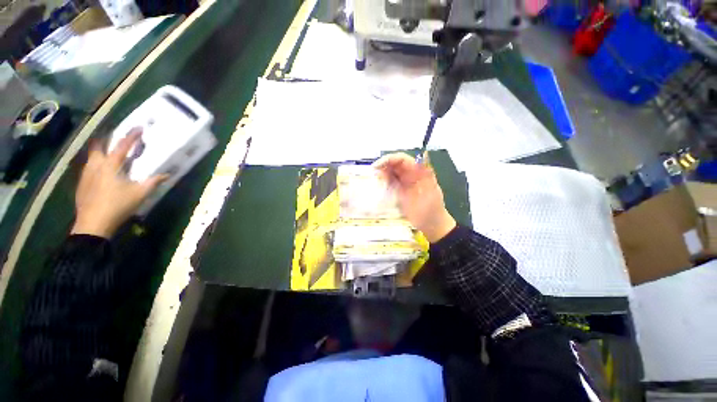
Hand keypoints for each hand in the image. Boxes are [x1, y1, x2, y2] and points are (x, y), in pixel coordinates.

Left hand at [71, 128, 166, 238]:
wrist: (93, 224)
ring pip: (91, 157)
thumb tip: (166, 175)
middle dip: (106, 140)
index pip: (123, 146)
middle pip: (98, 147)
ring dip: (99, 152)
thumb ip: (153, 182)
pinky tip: (99, 172)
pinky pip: (88, 168)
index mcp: (111, 166)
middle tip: (114, 138)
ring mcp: (86, 175)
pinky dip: (94, 165)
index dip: (131, 136)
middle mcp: (96, 166)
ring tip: (107, 154)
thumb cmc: (118, 205)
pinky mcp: (82, 184)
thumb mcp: (140, 194)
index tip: (139, 127)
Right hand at [374, 152, 455, 242]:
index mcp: (419, 173)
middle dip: (383, 166)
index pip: (403, 159)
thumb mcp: (431, 192)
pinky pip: (389, 182)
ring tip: (375, 181)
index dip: (390, 159)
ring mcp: (404, 183)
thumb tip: (423, 155)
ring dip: (382, 174)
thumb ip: (426, 173)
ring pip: (390, 172)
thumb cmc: (432, 210)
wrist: (431, 225)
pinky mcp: (399, 191)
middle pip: (394, 164)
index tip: (378, 166)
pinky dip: (383, 182)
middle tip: (373, 175)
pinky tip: (379, 186)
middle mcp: (410, 175)